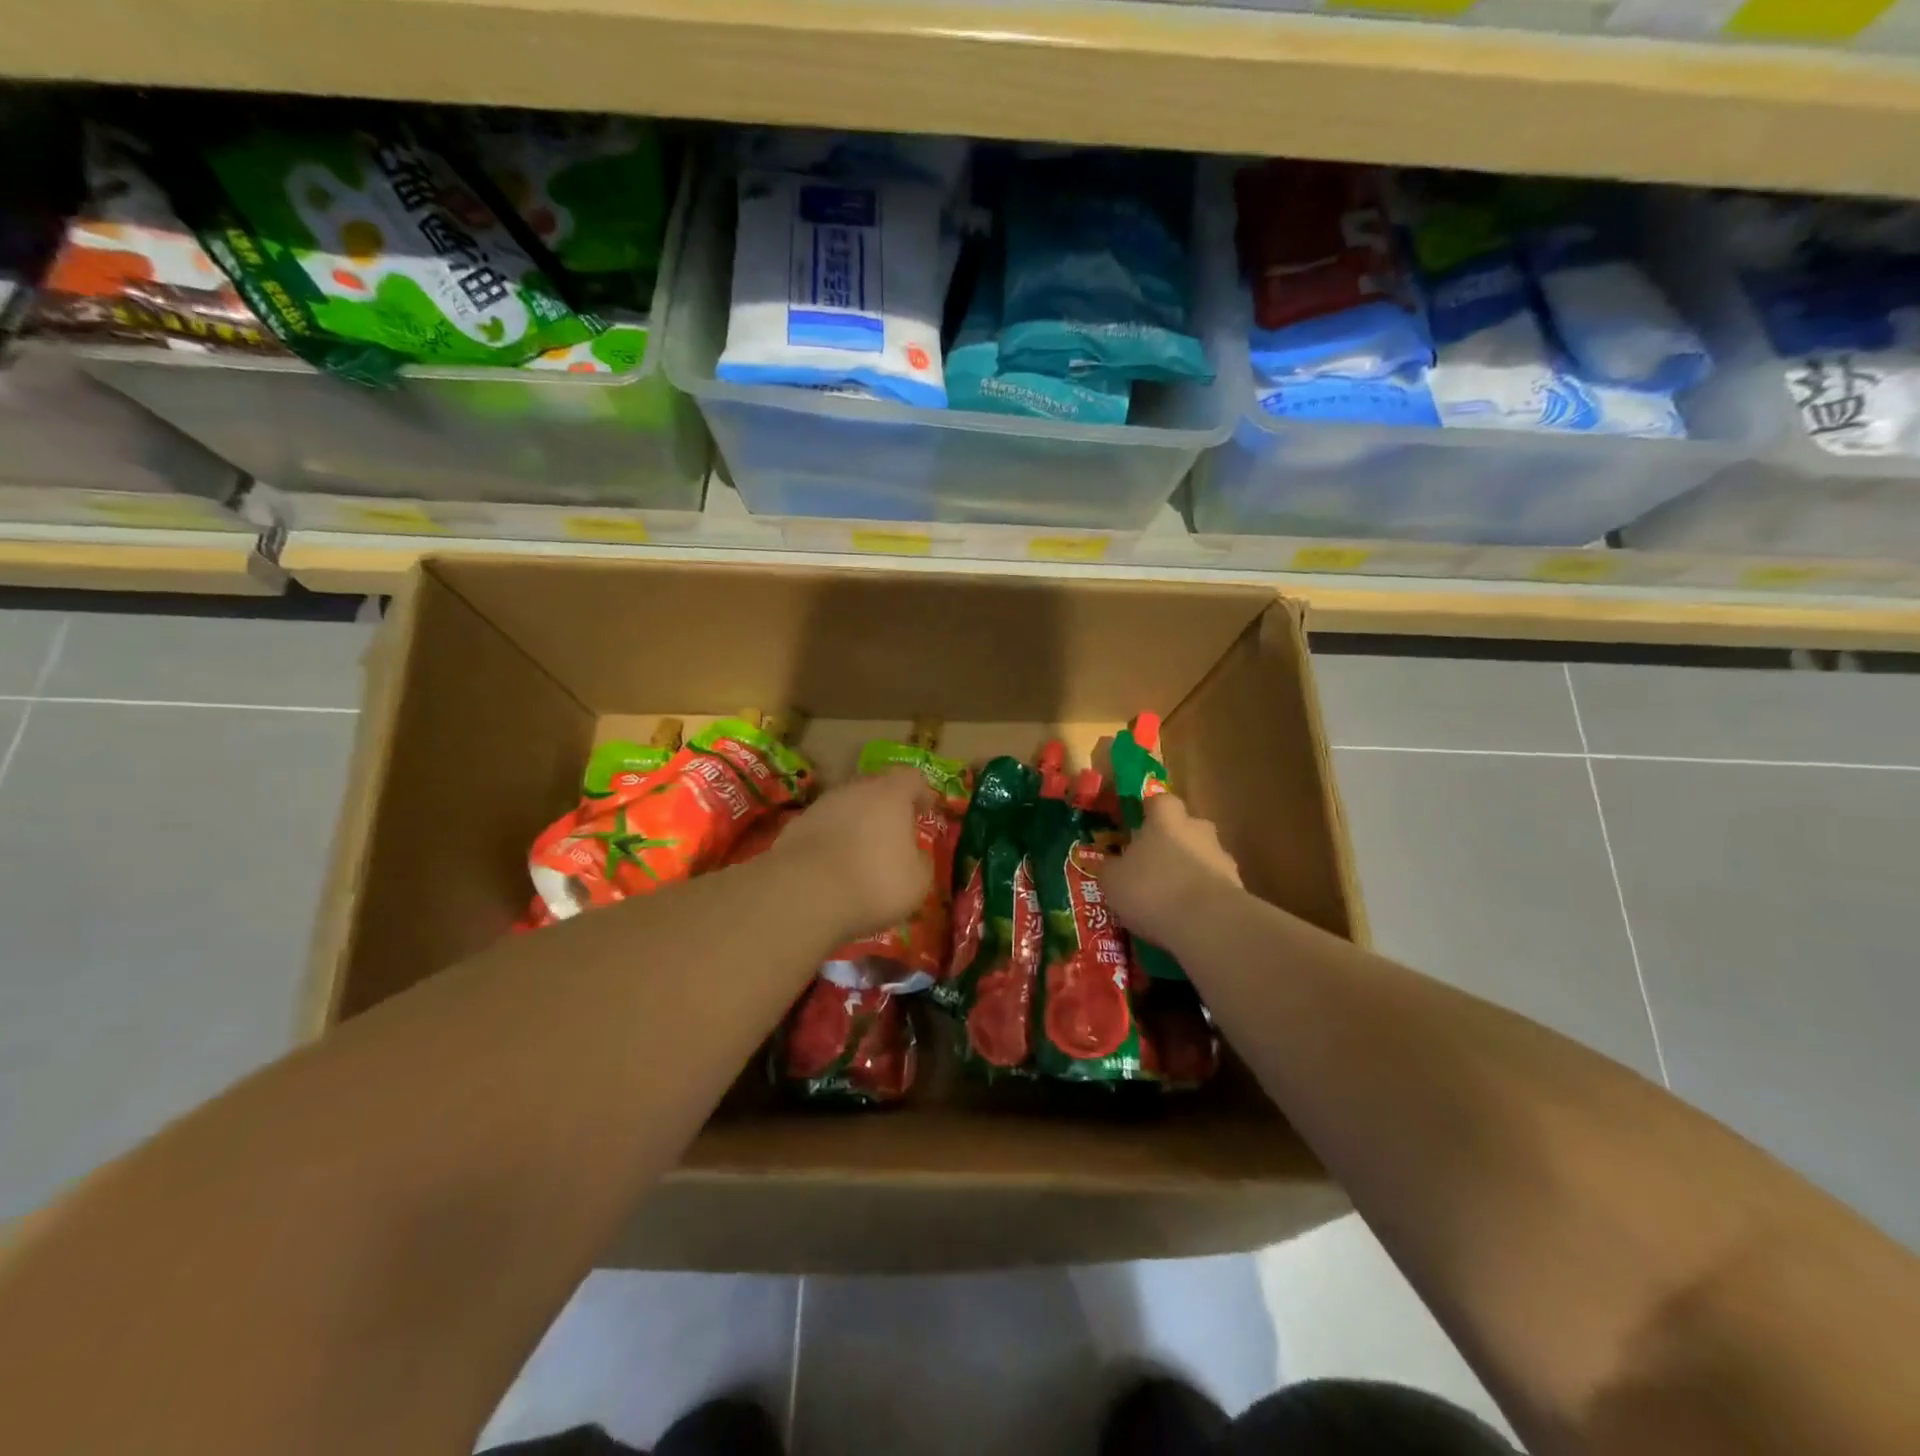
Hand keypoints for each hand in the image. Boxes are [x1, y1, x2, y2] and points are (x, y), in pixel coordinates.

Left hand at [770, 768, 935, 941]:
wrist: (803, 892)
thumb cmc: (874, 881)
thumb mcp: (917, 881)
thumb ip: (921, 861)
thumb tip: (916, 855)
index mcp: (891, 794)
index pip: (912, 779)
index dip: (922, 793)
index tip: (927, 810)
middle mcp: (855, 789)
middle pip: (876, 789)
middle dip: (887, 808)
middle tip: (895, 832)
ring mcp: (821, 805)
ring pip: (846, 807)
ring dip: (856, 824)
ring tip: (862, 853)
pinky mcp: (794, 827)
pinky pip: (823, 828)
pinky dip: (832, 841)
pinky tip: (834, 867)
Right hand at [1099, 793, 1242, 949]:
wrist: (1207, 923)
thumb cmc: (1151, 889)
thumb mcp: (1113, 881)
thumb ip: (1112, 868)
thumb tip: (1111, 865)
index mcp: (1165, 819)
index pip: (1160, 801)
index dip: (1149, 812)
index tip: (1138, 827)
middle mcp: (1197, 829)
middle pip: (1186, 827)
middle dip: (1173, 842)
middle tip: (1153, 865)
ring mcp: (1222, 858)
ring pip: (1203, 857)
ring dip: (1190, 870)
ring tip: (1171, 899)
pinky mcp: (1238, 887)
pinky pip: (1215, 886)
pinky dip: (1203, 896)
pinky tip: (1188, 918)